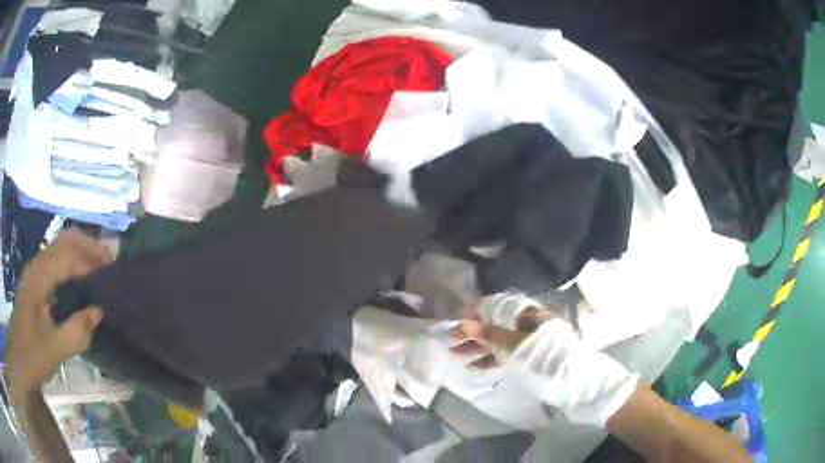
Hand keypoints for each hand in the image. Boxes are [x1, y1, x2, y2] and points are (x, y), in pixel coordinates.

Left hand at [5, 230, 110, 400]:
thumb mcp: (55, 351)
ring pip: (59, 245)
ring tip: (99, 264)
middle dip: (87, 245)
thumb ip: (77, 331)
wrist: (19, 360)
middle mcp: (35, 265)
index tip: (110, 270)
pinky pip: (55, 258)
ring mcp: (34, 271)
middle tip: (108, 260)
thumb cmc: (33, 356)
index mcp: (37, 279)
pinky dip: (71, 259)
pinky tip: (79, 275)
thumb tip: (98, 311)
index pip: (66, 257)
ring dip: (80, 250)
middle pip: (63, 240)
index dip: (89, 261)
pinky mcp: (34, 279)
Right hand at [449, 305, 550, 368]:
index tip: (455, 322)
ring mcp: (524, 340)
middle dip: (471, 332)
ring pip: (496, 340)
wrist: (567, 378)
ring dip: (477, 347)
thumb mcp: (512, 343)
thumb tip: (464, 322)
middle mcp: (523, 323)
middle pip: (493, 324)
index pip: (493, 306)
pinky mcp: (525, 356)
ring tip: (455, 354)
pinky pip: (504, 353)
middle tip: (450, 341)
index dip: (473, 313)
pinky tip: (473, 366)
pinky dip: (490, 359)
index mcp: (523, 312)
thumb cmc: (540, 355)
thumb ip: (488, 333)